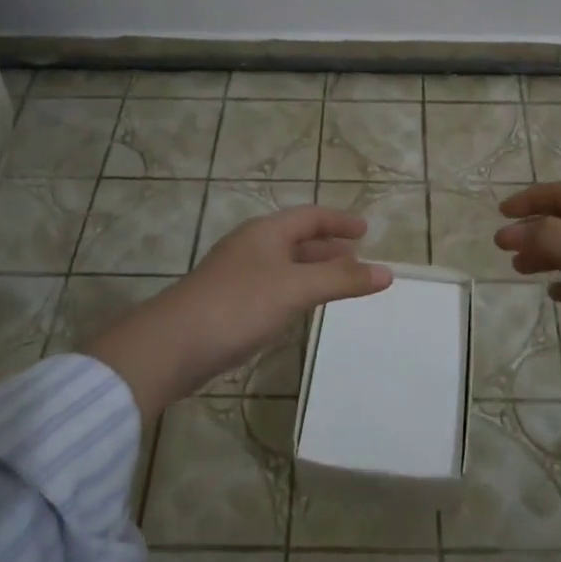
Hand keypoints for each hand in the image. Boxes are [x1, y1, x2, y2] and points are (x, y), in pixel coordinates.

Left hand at [84, 206, 392, 418]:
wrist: (173, 345)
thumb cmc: (239, 305)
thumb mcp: (297, 289)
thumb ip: (342, 280)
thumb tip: (387, 272)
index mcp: (266, 232)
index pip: (310, 216)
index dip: (339, 221)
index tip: (366, 230)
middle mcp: (251, 246)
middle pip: (297, 238)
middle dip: (328, 247)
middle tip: (357, 258)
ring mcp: (237, 274)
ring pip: (284, 264)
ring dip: (313, 270)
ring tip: (338, 283)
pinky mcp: (228, 302)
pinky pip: (272, 286)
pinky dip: (295, 290)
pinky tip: (301, 308)